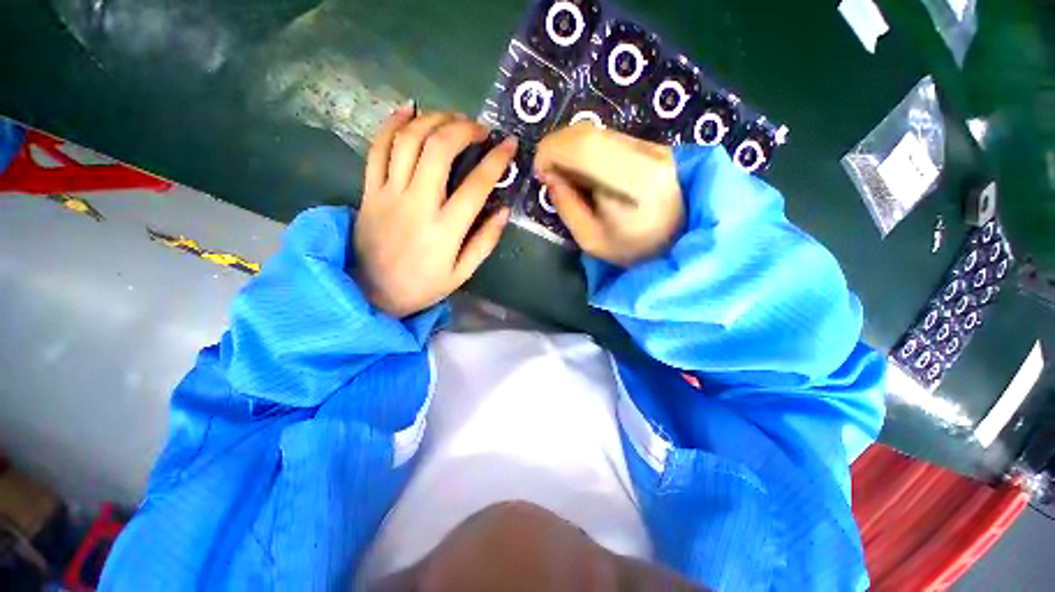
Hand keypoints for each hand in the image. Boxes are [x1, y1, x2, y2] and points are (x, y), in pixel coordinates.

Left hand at [354, 106, 516, 316]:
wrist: (371, 293)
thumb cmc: (423, 286)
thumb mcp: (462, 273)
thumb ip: (485, 241)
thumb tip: (503, 210)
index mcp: (445, 229)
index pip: (477, 185)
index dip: (497, 160)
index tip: (510, 144)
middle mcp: (417, 204)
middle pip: (439, 149)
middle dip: (464, 129)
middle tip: (479, 128)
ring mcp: (389, 194)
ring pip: (409, 140)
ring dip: (433, 120)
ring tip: (452, 118)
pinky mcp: (369, 190)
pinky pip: (377, 148)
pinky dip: (391, 123)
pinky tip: (408, 110)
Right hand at [534, 124, 683, 266]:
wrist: (678, 242)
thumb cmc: (633, 250)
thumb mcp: (591, 240)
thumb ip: (567, 207)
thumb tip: (550, 176)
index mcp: (636, 184)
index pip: (586, 147)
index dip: (552, 150)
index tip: (539, 171)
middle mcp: (649, 154)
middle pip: (589, 132)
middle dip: (556, 147)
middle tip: (548, 173)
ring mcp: (654, 145)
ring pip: (598, 131)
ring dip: (571, 148)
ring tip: (566, 175)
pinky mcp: (653, 144)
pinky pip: (609, 137)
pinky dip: (587, 150)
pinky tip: (585, 172)